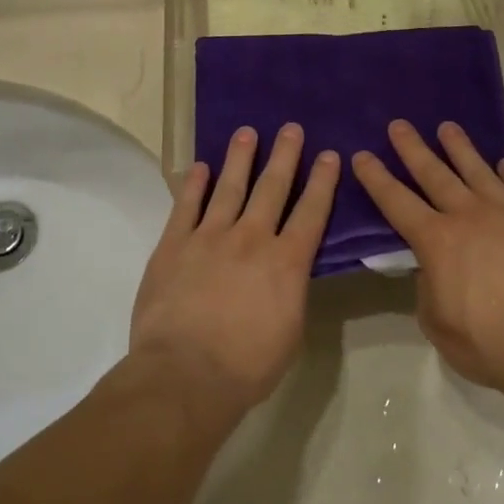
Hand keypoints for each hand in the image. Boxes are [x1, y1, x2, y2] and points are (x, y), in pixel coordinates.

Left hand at [132, 124, 339, 406]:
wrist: (184, 374)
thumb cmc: (246, 365)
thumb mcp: (290, 332)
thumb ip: (292, 292)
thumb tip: (290, 271)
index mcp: (286, 262)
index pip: (311, 212)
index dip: (322, 182)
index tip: (329, 155)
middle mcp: (251, 238)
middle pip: (272, 188)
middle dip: (284, 155)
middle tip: (291, 128)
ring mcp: (209, 237)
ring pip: (229, 187)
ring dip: (239, 158)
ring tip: (246, 133)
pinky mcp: (174, 245)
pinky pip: (186, 206)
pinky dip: (194, 184)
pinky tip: (200, 167)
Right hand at [352, 120, 503, 390]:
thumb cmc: (489, 343)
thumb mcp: (437, 323)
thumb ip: (428, 288)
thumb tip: (432, 268)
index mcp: (436, 241)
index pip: (396, 202)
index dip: (376, 178)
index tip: (362, 155)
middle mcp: (468, 216)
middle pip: (434, 173)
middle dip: (412, 148)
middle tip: (399, 125)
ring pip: (478, 170)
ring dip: (459, 148)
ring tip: (447, 128)